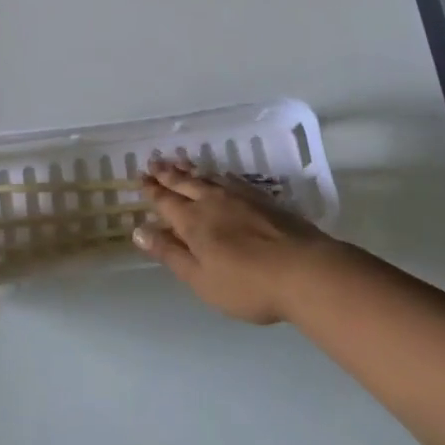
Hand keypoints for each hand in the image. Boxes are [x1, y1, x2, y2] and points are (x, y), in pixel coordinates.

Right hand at [132, 159, 329, 323]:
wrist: (304, 271)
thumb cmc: (246, 284)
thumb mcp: (200, 278)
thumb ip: (170, 253)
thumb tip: (139, 230)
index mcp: (193, 221)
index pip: (166, 201)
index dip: (152, 190)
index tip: (140, 178)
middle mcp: (212, 202)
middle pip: (184, 183)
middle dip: (167, 173)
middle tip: (154, 160)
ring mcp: (240, 197)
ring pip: (208, 177)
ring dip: (191, 169)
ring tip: (180, 161)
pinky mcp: (264, 200)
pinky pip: (232, 180)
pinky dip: (219, 175)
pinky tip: (220, 176)